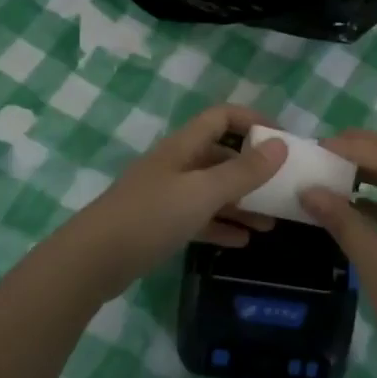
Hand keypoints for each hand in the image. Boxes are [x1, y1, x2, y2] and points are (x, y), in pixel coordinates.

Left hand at [56, 103, 287, 299]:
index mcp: (184, 146)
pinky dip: (221, 225)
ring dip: (242, 202)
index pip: (222, 117)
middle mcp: (176, 164)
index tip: (283, 141)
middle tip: (283, 187)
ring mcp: (167, 195)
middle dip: (253, 169)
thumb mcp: (203, 193)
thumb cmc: (151, 217)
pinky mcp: (160, 224)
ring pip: (213, 190)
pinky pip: (199, 218)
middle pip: (221, 155)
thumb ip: (243, 171)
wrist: (93, 260)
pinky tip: (243, 241)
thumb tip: (280, 146)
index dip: (253, 121)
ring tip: (272, 222)